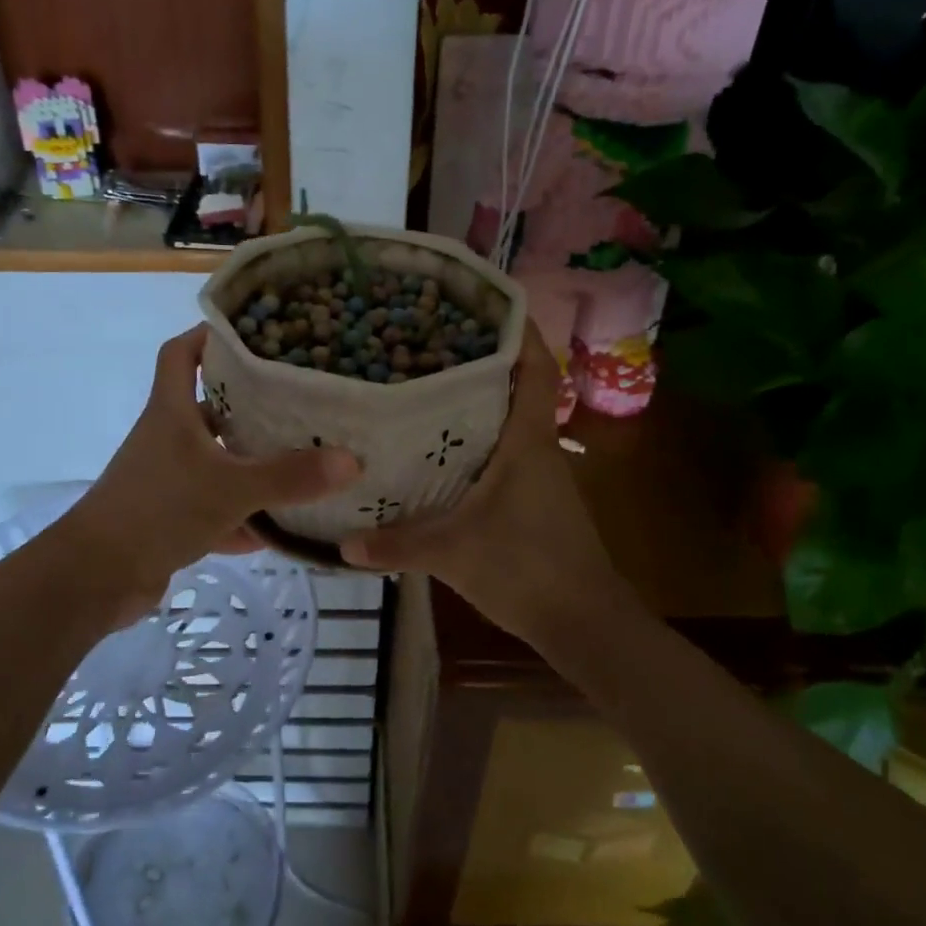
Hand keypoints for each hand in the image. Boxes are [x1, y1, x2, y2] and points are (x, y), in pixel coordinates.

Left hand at [65, 326, 360, 618]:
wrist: (96, 577)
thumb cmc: (159, 509)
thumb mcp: (231, 488)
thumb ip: (290, 476)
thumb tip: (352, 460)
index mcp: (172, 412)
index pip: (181, 353)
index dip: (209, 337)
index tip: (252, 335)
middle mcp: (166, 438)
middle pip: (208, 406)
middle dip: (249, 404)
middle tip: (298, 401)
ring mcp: (165, 479)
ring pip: (213, 460)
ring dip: (248, 463)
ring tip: (299, 460)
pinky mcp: (167, 518)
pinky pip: (212, 507)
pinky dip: (240, 516)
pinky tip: (277, 530)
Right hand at [339, 321, 621, 646]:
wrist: (583, 622)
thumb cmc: (528, 569)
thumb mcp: (454, 553)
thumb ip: (398, 545)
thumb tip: (342, 543)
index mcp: (527, 440)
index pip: (534, 367)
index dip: (517, 329)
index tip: (480, 303)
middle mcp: (535, 447)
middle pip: (513, 385)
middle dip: (477, 359)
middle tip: (424, 341)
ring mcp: (536, 473)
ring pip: (505, 419)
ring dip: (473, 401)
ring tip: (420, 385)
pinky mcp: (530, 497)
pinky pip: (500, 451)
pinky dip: (472, 440)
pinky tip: (434, 450)